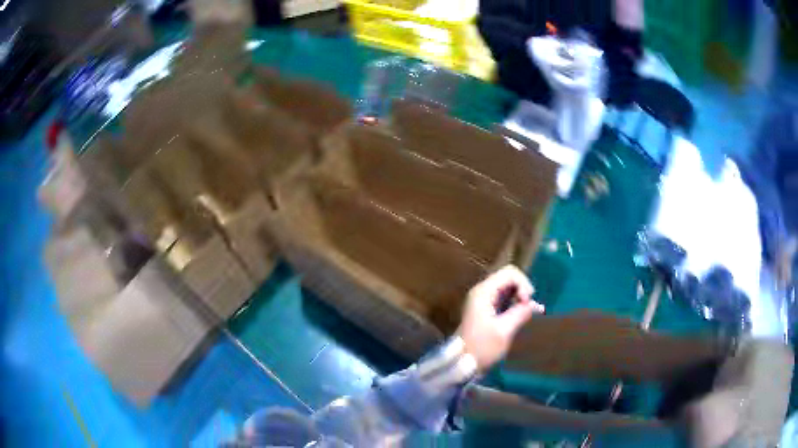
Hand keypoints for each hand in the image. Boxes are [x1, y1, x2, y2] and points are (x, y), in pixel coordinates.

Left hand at [456, 265, 544, 370]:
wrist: (462, 363)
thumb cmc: (482, 347)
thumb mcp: (503, 331)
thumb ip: (520, 314)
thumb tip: (534, 305)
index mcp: (484, 292)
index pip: (510, 273)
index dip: (523, 284)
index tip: (527, 302)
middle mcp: (483, 292)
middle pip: (509, 278)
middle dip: (523, 290)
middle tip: (529, 307)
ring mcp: (484, 300)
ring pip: (508, 288)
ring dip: (521, 297)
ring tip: (531, 312)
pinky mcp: (487, 310)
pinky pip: (505, 299)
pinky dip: (516, 303)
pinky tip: (527, 313)